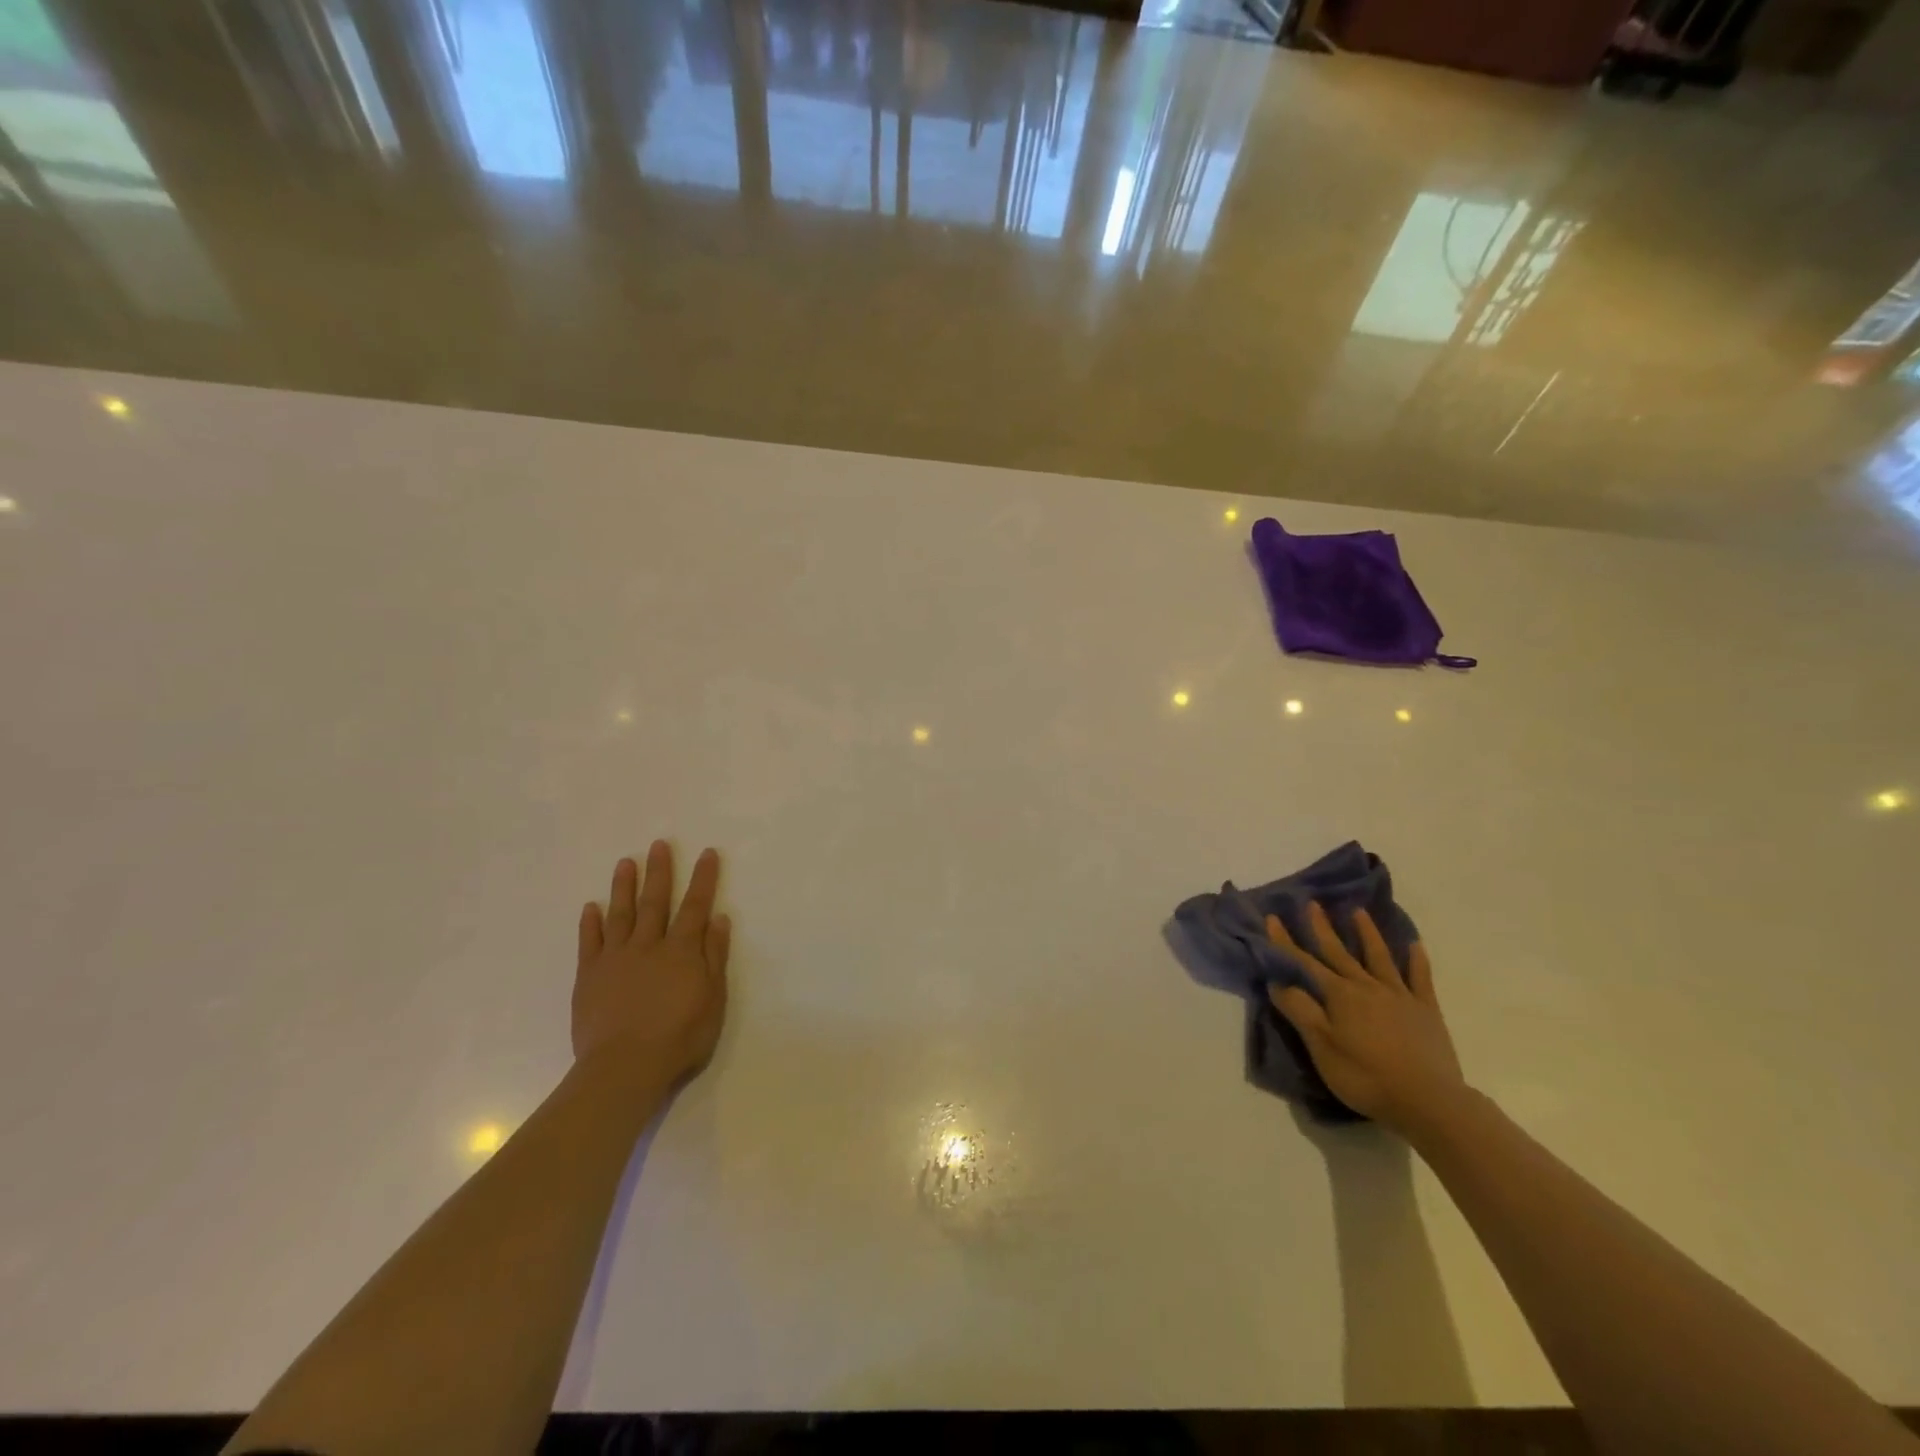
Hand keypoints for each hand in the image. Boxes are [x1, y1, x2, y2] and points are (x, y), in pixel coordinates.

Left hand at [573, 840, 730, 1091]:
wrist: (624, 1067)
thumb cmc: (679, 1036)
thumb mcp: (713, 999)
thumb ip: (714, 957)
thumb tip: (718, 919)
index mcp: (682, 950)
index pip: (695, 906)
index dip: (703, 878)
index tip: (706, 852)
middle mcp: (649, 945)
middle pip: (655, 901)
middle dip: (659, 871)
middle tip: (658, 844)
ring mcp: (616, 959)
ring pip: (621, 914)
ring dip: (623, 887)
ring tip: (625, 862)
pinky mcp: (589, 977)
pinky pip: (590, 943)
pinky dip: (590, 923)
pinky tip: (591, 907)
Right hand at [1265, 902, 1464, 1133]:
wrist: (1429, 1102)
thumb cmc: (1366, 1076)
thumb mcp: (1322, 1047)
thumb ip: (1300, 1011)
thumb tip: (1278, 982)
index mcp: (1339, 995)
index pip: (1304, 963)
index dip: (1286, 942)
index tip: (1272, 918)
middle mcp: (1367, 987)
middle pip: (1339, 952)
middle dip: (1322, 928)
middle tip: (1312, 903)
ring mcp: (1399, 996)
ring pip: (1379, 957)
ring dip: (1367, 933)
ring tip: (1359, 912)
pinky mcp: (1426, 1011)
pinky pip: (1420, 979)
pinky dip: (1417, 960)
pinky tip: (1414, 945)